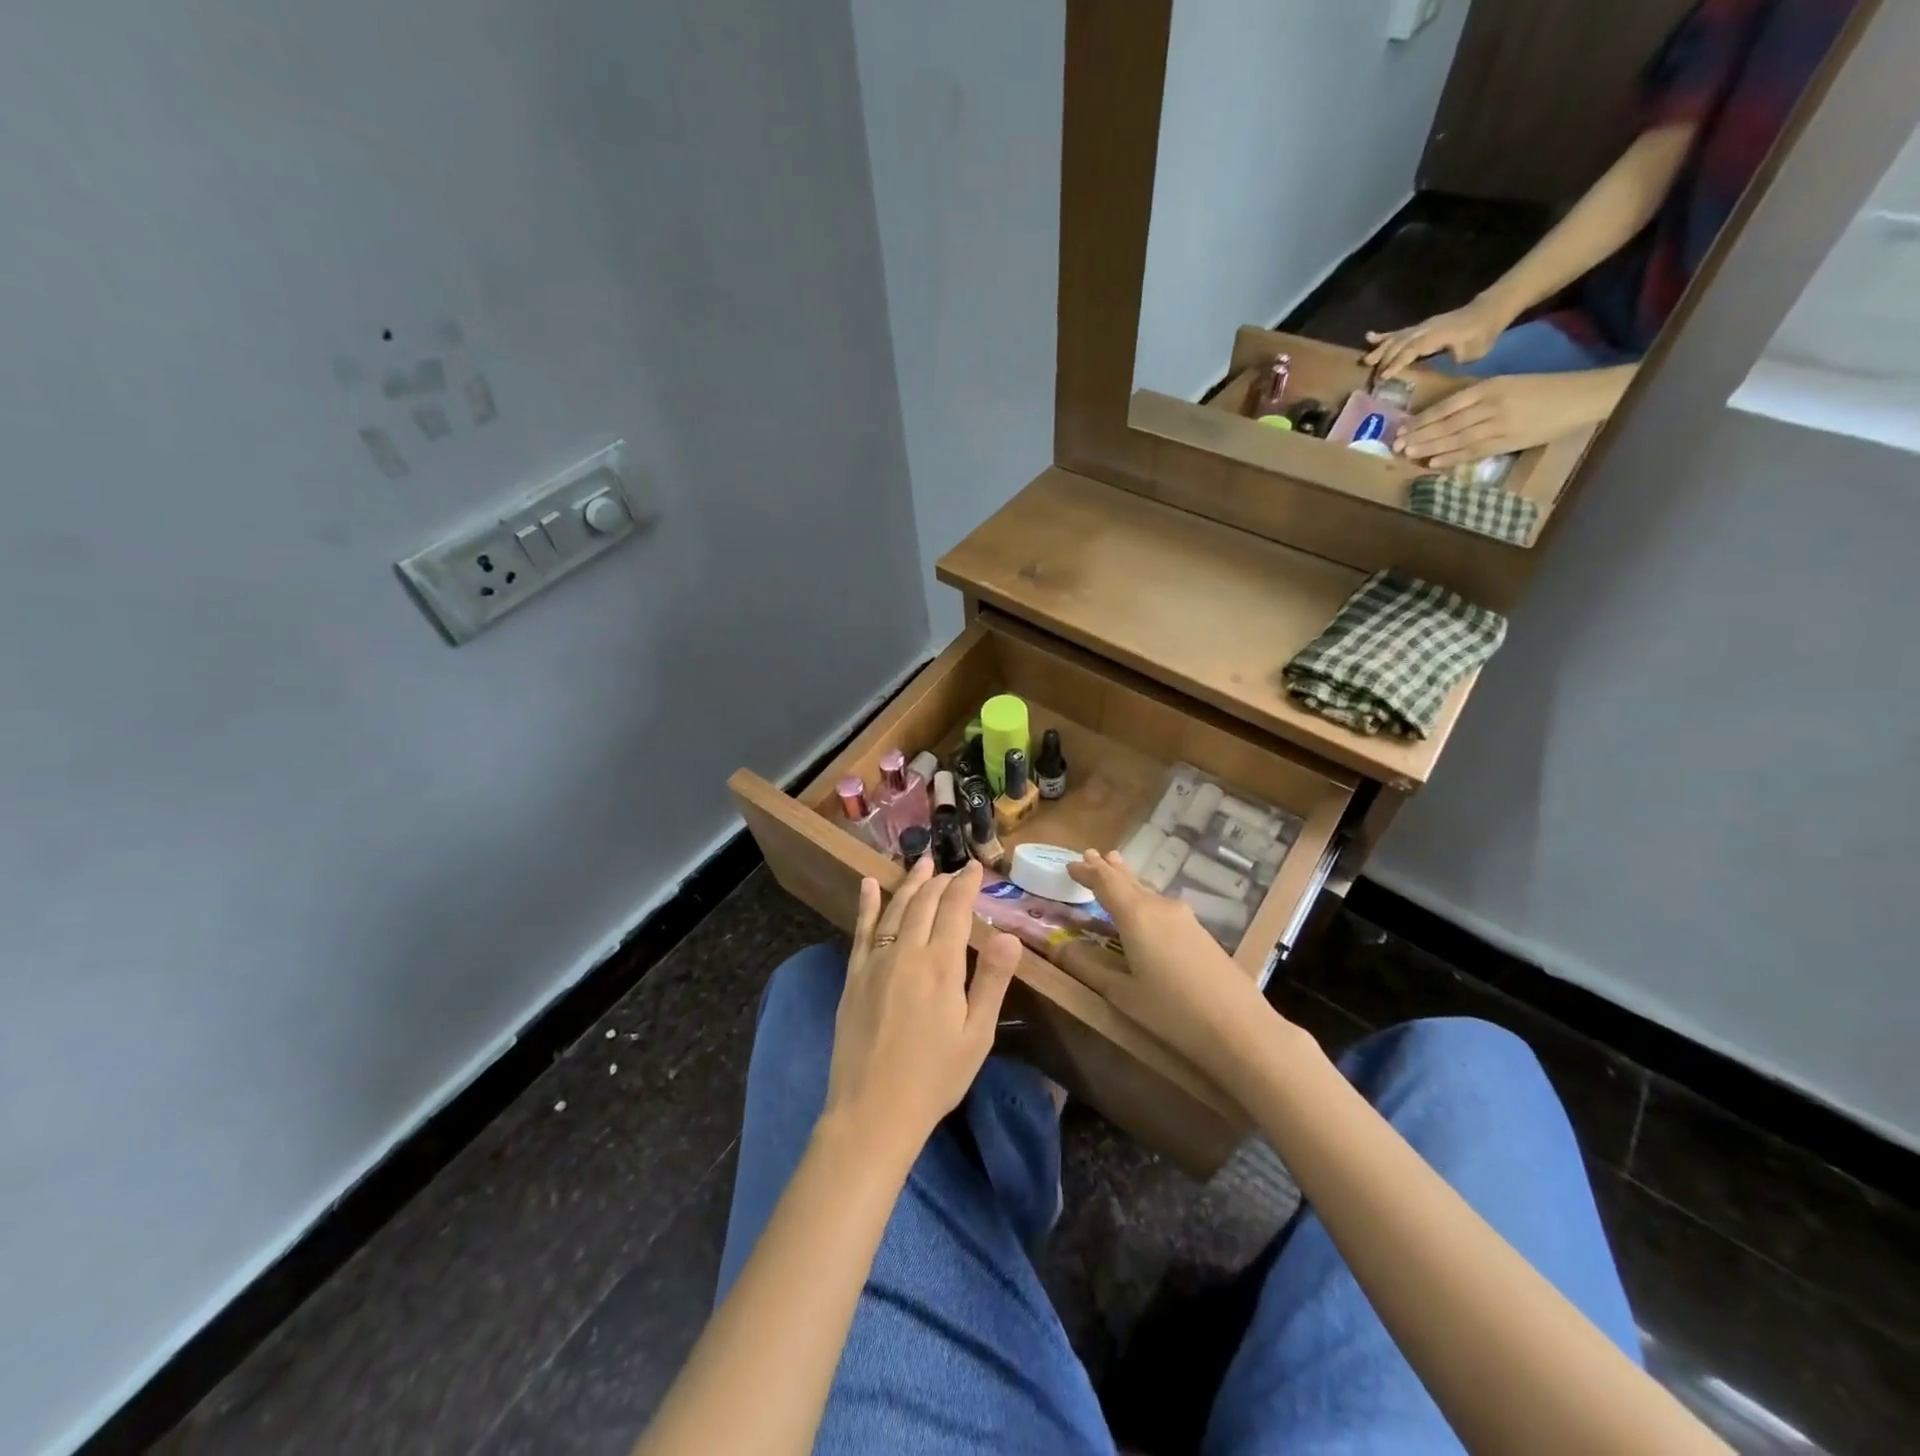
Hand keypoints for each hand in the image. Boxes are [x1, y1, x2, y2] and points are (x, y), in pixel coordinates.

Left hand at [821, 858, 1020, 1161]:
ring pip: (895, 909)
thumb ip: (991, 980)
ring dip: (910, 883)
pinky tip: (869, 885)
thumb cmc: (935, 1077)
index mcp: (941, 965)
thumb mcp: (976, 1034)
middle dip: (941, 881)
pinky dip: (867, 904)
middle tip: (953, 868)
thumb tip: (1009, 934)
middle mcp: (906, 952)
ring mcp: (875, 962)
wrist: (873, 1111)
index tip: (975, 868)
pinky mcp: (853, 976)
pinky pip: (862, 930)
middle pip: (924, 903)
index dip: (966, 885)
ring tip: (921, 864)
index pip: (955, 910)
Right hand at [1065, 851, 1273, 1072]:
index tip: (1070, 864)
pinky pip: (1161, 904)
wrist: (1240, 1027)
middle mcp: (1159, 906)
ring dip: (1127, 879)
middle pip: (1128, 880)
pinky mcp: (1199, 931)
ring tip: (1114, 866)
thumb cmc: (1172, 1011)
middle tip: (1090, 854)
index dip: (1086, 872)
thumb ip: (1087, 966)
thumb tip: (1055, 946)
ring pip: (1146, 890)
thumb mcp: (1122, 993)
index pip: (1105, 882)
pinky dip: (1143, 896)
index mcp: (1136, 915)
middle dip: (1107, 868)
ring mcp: (1183, 917)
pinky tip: (1143, 905)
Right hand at [1363, 297, 1510, 380]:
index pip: (1414, 348)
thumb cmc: (1482, 335)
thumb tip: (1437, 366)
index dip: (1398, 361)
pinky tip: (1369, 337)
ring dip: (1380, 348)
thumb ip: (1452, 358)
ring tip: (1366, 360)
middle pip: (1401, 343)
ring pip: (1397, 337)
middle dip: (1385, 358)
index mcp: (1438, 335)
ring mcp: (1422, 326)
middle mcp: (1427, 328)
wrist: (1489, 311)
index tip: (1384, 375)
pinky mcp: (1420, 326)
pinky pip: (1400, 331)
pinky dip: (1384, 335)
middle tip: (1372, 375)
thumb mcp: (1473, 351)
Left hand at [1394, 369, 1627, 467]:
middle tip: (1396, 445)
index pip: (1448, 406)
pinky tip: (1433, 463)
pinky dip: (1452, 458)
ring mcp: (1499, 425)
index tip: (1402, 427)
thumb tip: (1443, 415)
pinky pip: (1474, 451)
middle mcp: (1491, 405)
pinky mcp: (1508, 441)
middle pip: (1447, 423)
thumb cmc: (1541, 389)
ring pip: (1456, 439)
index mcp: (1490, 387)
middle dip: (1420, 435)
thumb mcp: (1506, 384)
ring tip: (1408, 454)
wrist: (1580, 397)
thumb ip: (1477, 397)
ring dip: (1430, 448)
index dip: (1423, 419)